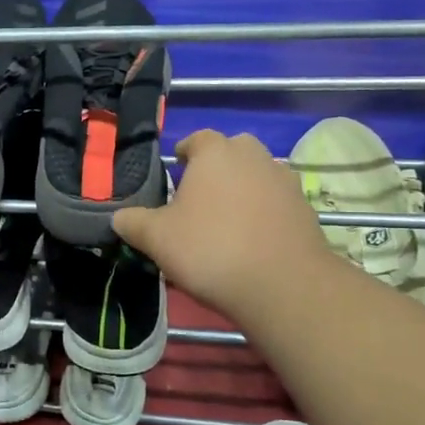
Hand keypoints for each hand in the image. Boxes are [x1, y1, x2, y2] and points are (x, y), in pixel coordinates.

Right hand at [112, 130, 330, 321]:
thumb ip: (132, 222)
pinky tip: (251, 241)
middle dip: (216, 168)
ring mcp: (285, 182)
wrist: (283, 286)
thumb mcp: (156, 238)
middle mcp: (254, 157)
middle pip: (232, 152)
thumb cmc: (211, 249)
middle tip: (199, 197)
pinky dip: (264, 213)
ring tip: (225, 221)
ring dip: (242, 190)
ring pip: (257, 176)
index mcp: (216, 152)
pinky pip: (276, 203)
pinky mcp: (305, 210)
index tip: (175, 174)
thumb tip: (118, 217)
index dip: (183, 154)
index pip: (197, 139)